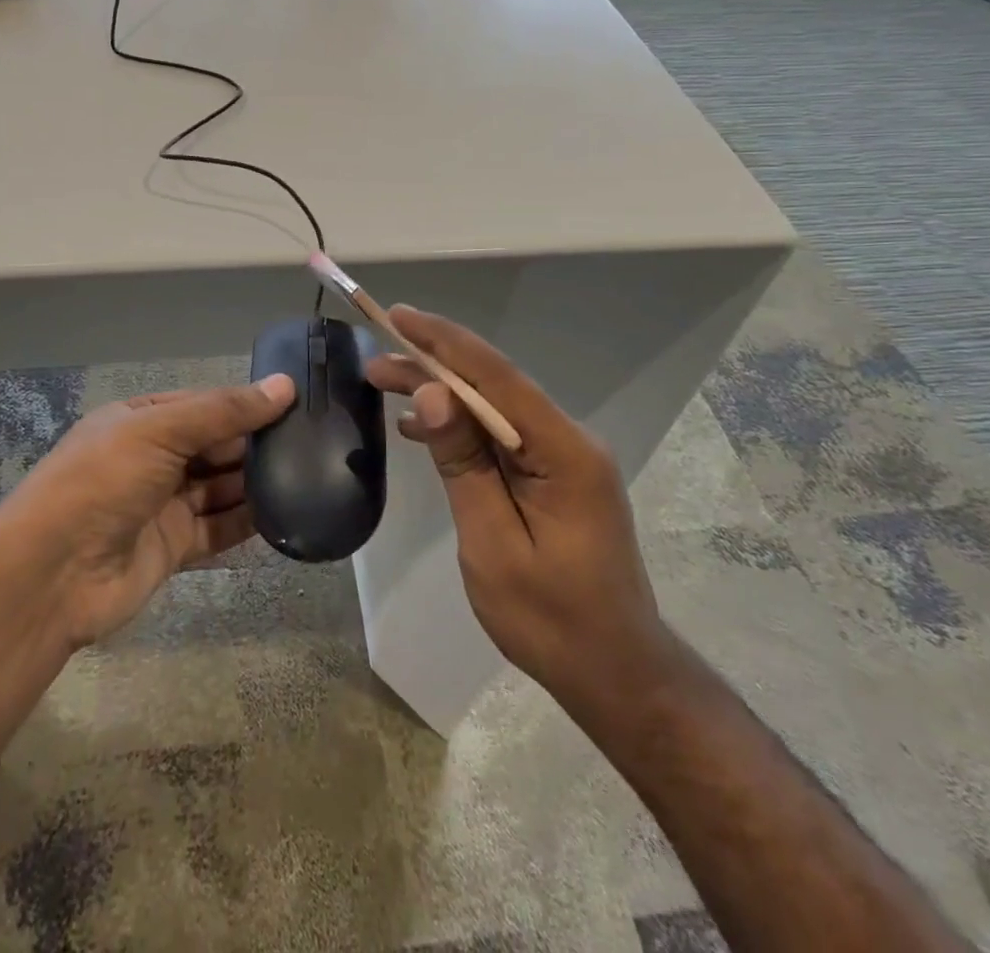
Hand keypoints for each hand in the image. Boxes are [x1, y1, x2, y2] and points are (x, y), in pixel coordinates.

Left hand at [0, 374, 295, 650]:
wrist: (52, 576)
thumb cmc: (103, 482)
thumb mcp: (160, 430)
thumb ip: (224, 411)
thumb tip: (285, 385)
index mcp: (141, 420)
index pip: (204, 405)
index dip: (245, 403)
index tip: (296, 403)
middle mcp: (152, 459)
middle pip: (214, 446)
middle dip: (255, 444)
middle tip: (313, 441)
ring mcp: (162, 505)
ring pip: (220, 488)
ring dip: (256, 483)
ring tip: (310, 473)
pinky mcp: (172, 547)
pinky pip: (218, 530)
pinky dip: (247, 523)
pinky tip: (286, 513)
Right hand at [366, 308, 672, 721]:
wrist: (615, 673)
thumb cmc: (551, 620)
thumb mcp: (493, 544)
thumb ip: (463, 463)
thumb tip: (432, 393)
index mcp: (564, 451)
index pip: (497, 376)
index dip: (444, 342)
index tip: (397, 316)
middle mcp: (569, 440)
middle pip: (493, 385)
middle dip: (432, 366)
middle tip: (373, 362)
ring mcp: (564, 457)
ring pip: (493, 407)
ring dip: (441, 394)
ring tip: (384, 385)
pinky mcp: (553, 474)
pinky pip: (500, 435)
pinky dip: (460, 427)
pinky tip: (421, 428)